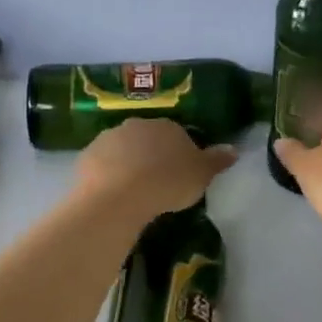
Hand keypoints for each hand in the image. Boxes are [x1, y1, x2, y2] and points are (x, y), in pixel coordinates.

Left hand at [73, 120, 235, 220]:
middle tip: (157, 182)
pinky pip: (102, 163)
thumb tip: (234, 149)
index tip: (180, 174)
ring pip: (123, 149)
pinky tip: (112, 194)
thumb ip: (217, 160)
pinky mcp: (88, 155)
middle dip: (152, 155)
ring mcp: (110, 138)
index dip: (179, 154)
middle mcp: (138, 125)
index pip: (177, 134)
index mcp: (168, 126)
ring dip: (128, 163)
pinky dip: (107, 174)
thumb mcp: (201, 174)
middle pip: (148, 138)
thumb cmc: (167, 182)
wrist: (119, 196)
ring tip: (134, 191)